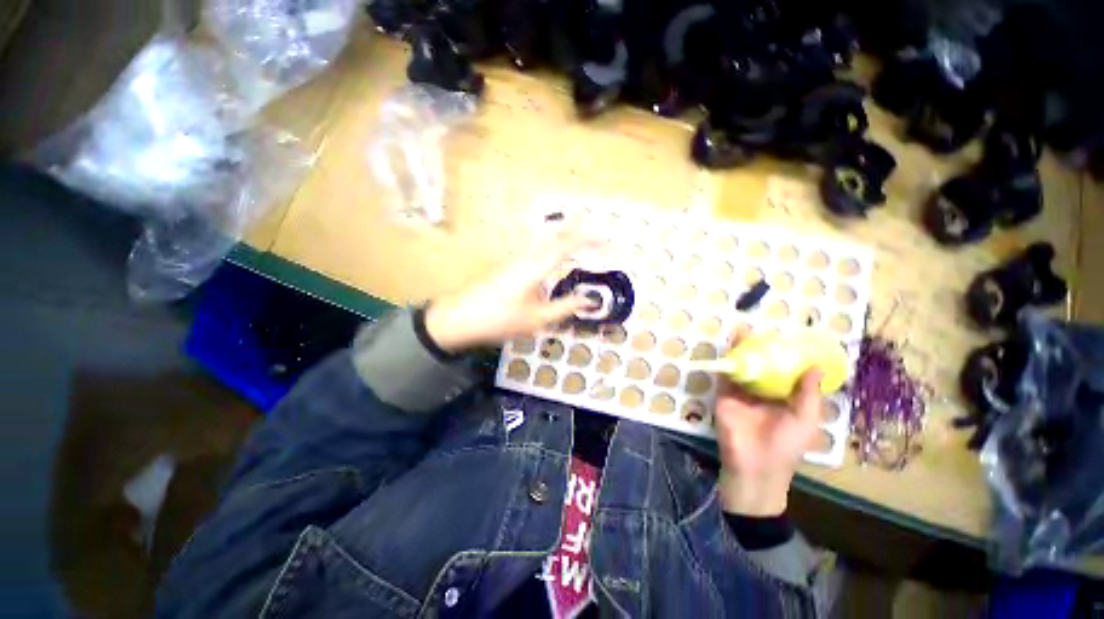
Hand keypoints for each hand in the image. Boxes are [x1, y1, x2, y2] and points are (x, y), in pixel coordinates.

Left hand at [425, 234, 595, 352]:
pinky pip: (537, 250)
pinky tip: (555, 258)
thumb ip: (565, 307)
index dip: (589, 239)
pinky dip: (553, 248)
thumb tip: (590, 300)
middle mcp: (527, 257)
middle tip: (597, 232)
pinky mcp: (510, 266)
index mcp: (536, 267)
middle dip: (578, 231)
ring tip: (581, 240)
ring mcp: (516, 259)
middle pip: (556, 235)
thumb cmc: (500, 319)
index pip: (567, 244)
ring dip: (565, 237)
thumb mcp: (537, 319)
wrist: (460, 318)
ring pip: (545, 240)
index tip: (607, 239)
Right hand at [714, 329, 823, 516]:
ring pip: (743, 367)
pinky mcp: (724, 394)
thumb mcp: (804, 419)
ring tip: (743, 329)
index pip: (785, 373)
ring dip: (742, 350)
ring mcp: (742, 393)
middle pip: (762, 366)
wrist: (754, 465)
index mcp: (784, 399)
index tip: (788, 337)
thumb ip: (808, 394)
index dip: (786, 356)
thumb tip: (816, 366)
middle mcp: (763, 392)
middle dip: (761, 348)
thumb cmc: (786, 445)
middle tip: (763, 329)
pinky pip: (726, 375)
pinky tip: (730, 346)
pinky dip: (727, 360)